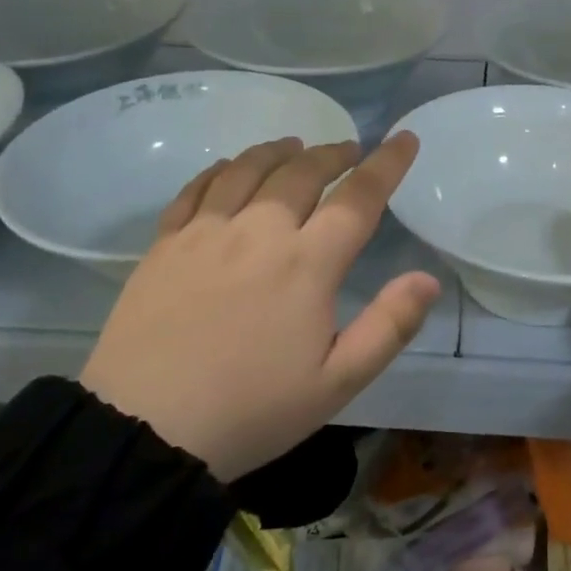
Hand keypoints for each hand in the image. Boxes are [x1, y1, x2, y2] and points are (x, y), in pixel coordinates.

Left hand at [80, 133, 440, 481]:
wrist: (143, 431)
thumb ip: (388, 327)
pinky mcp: (165, 245)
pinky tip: (229, 167)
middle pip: (303, 172)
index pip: (358, 198)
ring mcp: (206, 233)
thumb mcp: (336, 384)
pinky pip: (196, 189)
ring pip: (249, 169)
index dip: (387, 164)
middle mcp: (259, 231)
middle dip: (333, 153)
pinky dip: (220, 169)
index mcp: (307, 263)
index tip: (405, 139)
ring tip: (295, 146)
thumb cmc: (251, 410)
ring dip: (279, 151)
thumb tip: (428, 279)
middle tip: (348, 149)